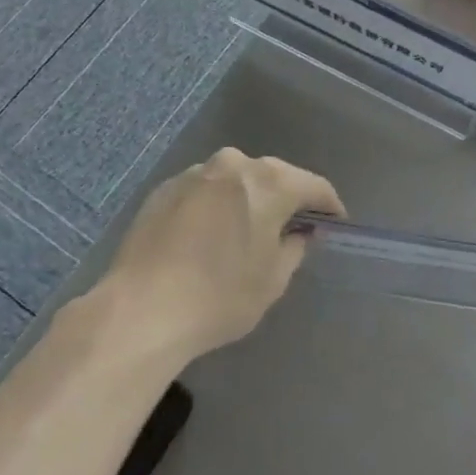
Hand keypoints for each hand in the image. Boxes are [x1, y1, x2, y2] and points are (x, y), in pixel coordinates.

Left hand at [104, 148, 342, 363]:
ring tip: (245, 232)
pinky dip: (214, 206)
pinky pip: (204, 191)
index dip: (329, 206)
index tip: (335, 224)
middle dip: (286, 199)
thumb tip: (299, 232)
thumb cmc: (219, 296)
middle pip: (274, 177)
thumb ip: (294, 247)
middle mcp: (234, 164)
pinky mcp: (164, 188)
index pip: (314, 186)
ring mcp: (195, 173)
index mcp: (269, 181)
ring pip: (235, 181)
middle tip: (292, 228)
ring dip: (247, 199)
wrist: (140, 309)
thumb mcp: (273, 280)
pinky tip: (207, 236)